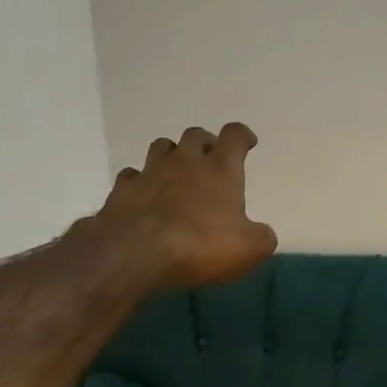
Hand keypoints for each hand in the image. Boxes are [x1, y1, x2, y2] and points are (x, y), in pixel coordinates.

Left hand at [93, 122, 277, 287]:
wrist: (136, 252)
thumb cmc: (200, 244)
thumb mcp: (248, 249)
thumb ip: (261, 238)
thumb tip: (263, 234)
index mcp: (220, 168)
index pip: (234, 136)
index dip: (242, 136)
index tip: (247, 142)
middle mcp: (185, 161)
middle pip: (195, 135)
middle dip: (205, 143)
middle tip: (210, 159)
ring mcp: (150, 171)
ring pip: (162, 147)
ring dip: (172, 155)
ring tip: (176, 173)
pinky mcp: (123, 189)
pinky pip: (132, 175)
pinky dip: (140, 181)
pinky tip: (144, 195)